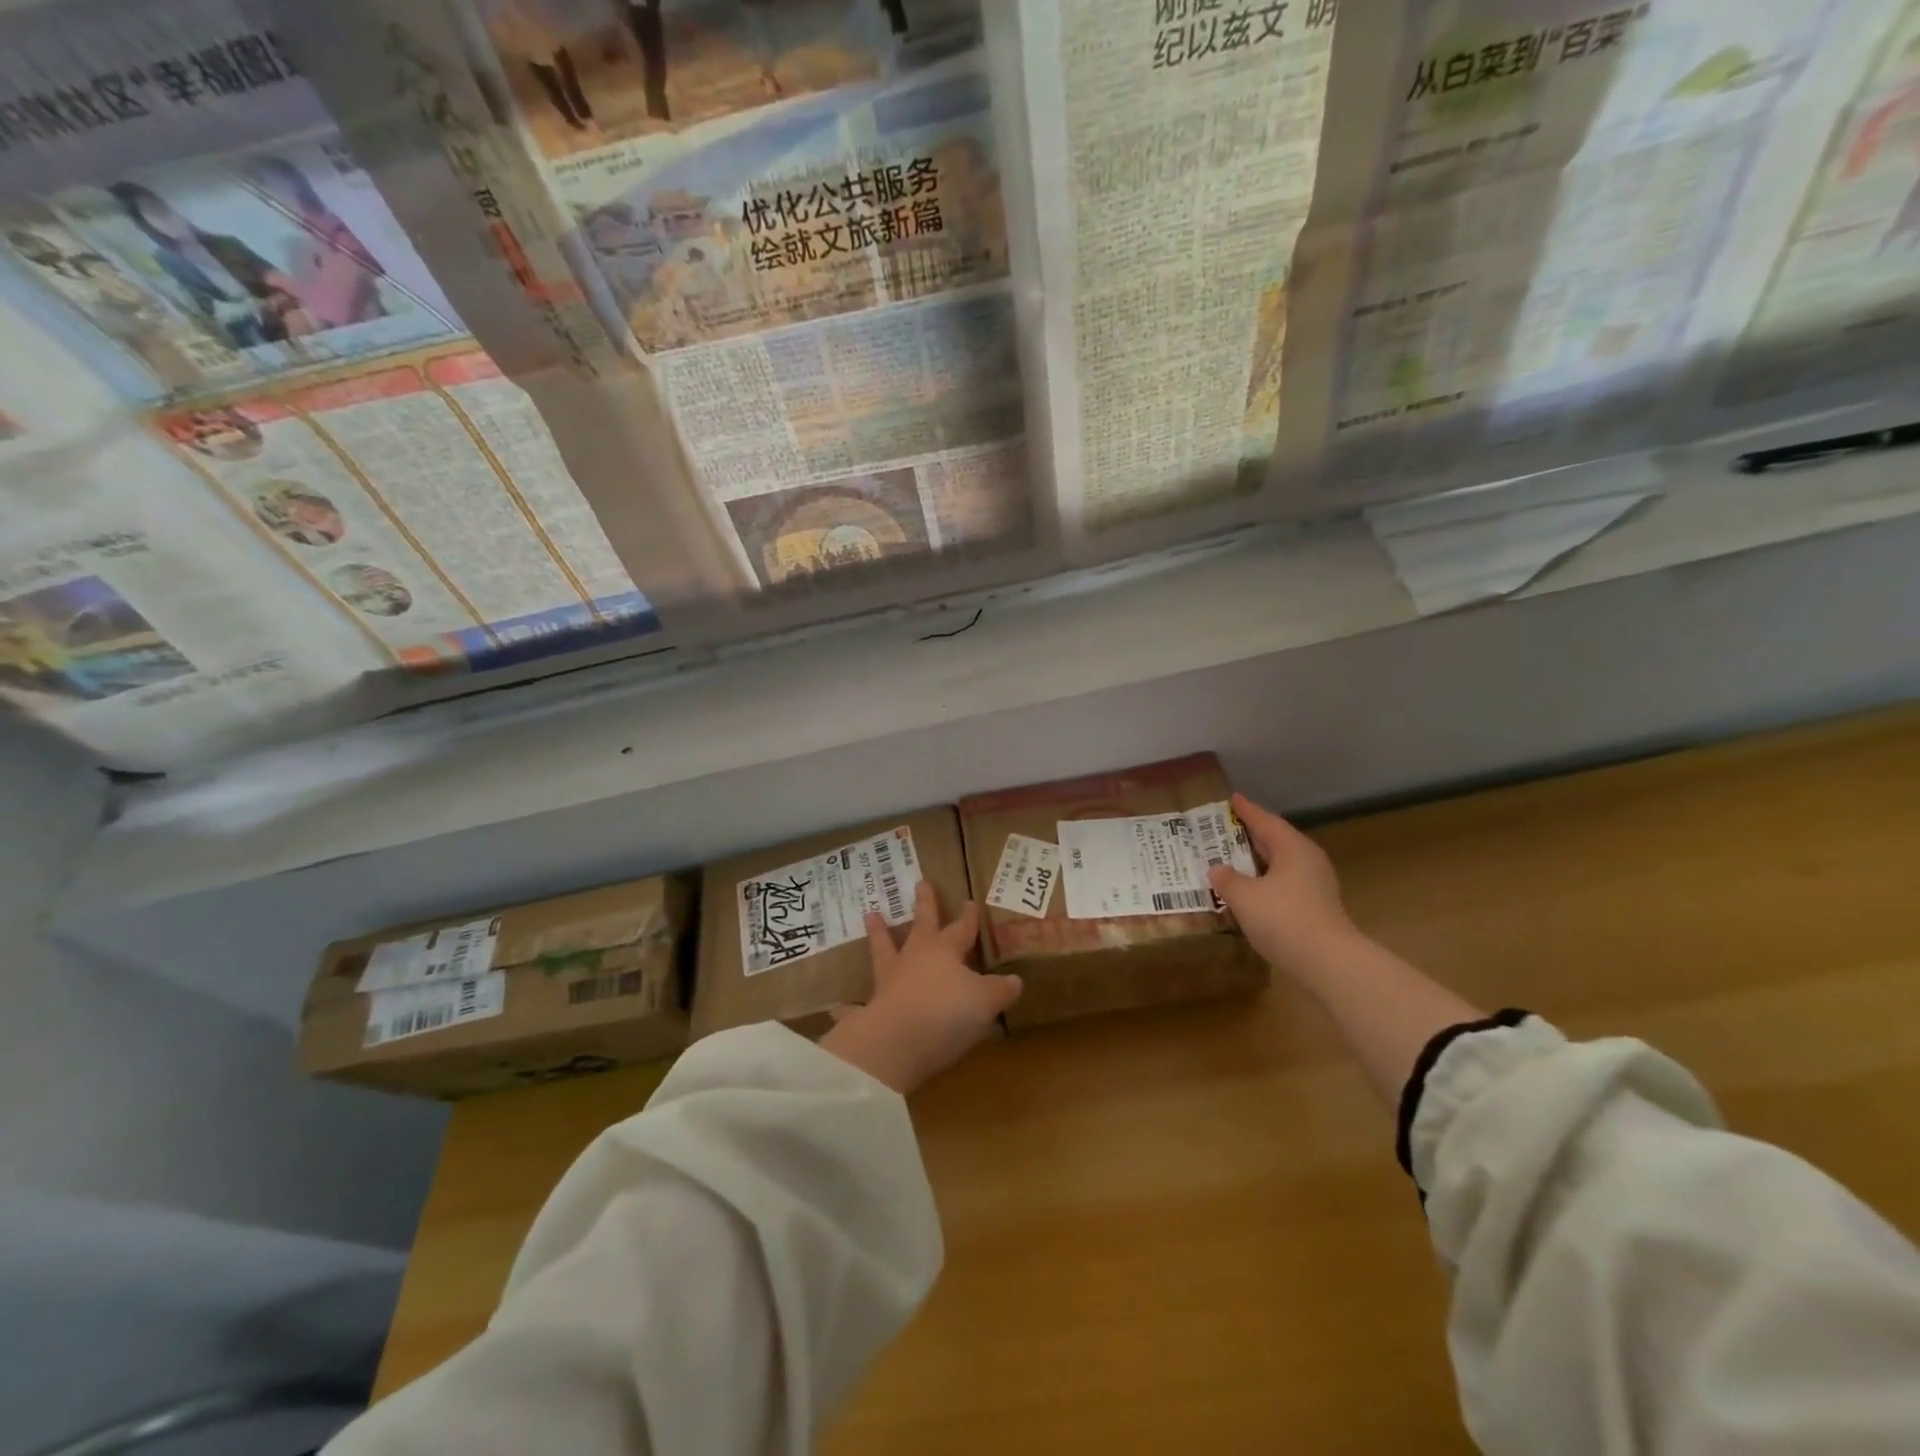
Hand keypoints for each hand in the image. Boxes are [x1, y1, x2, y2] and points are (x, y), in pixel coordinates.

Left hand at [818, 880, 1021, 1095]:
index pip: (960, 929)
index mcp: (944, 951)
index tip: (969, 902)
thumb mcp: (986, 1002)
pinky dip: (848, 1008)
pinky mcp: (871, 1009)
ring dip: (878, 933)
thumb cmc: (947, 1013)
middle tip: (921, 881)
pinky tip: (837, 1008)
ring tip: (870, 914)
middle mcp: (915, 959)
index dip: (967, 918)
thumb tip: (1015, 980)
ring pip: (883, 949)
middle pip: (921, 925)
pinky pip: (856, 1006)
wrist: (896, 1042)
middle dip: (924, 904)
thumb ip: (1000, 990)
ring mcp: (889, 981)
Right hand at [1208, 793, 1358, 975]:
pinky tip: (1251, 890)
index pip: (1266, 821)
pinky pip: (1285, 883)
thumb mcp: (1244, 897)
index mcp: (1292, 848)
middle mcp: (1308, 860)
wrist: (1328, 962)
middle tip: (1226, 829)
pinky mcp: (1317, 907)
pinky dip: (1266, 881)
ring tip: (1234, 858)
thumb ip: (1227, 879)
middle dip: (1252, 835)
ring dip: (1258, 861)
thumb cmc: (1283, 919)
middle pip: (1277, 840)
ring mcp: (1316, 885)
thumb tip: (1216, 869)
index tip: (1232, 799)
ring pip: (1282, 864)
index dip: (1247, 811)